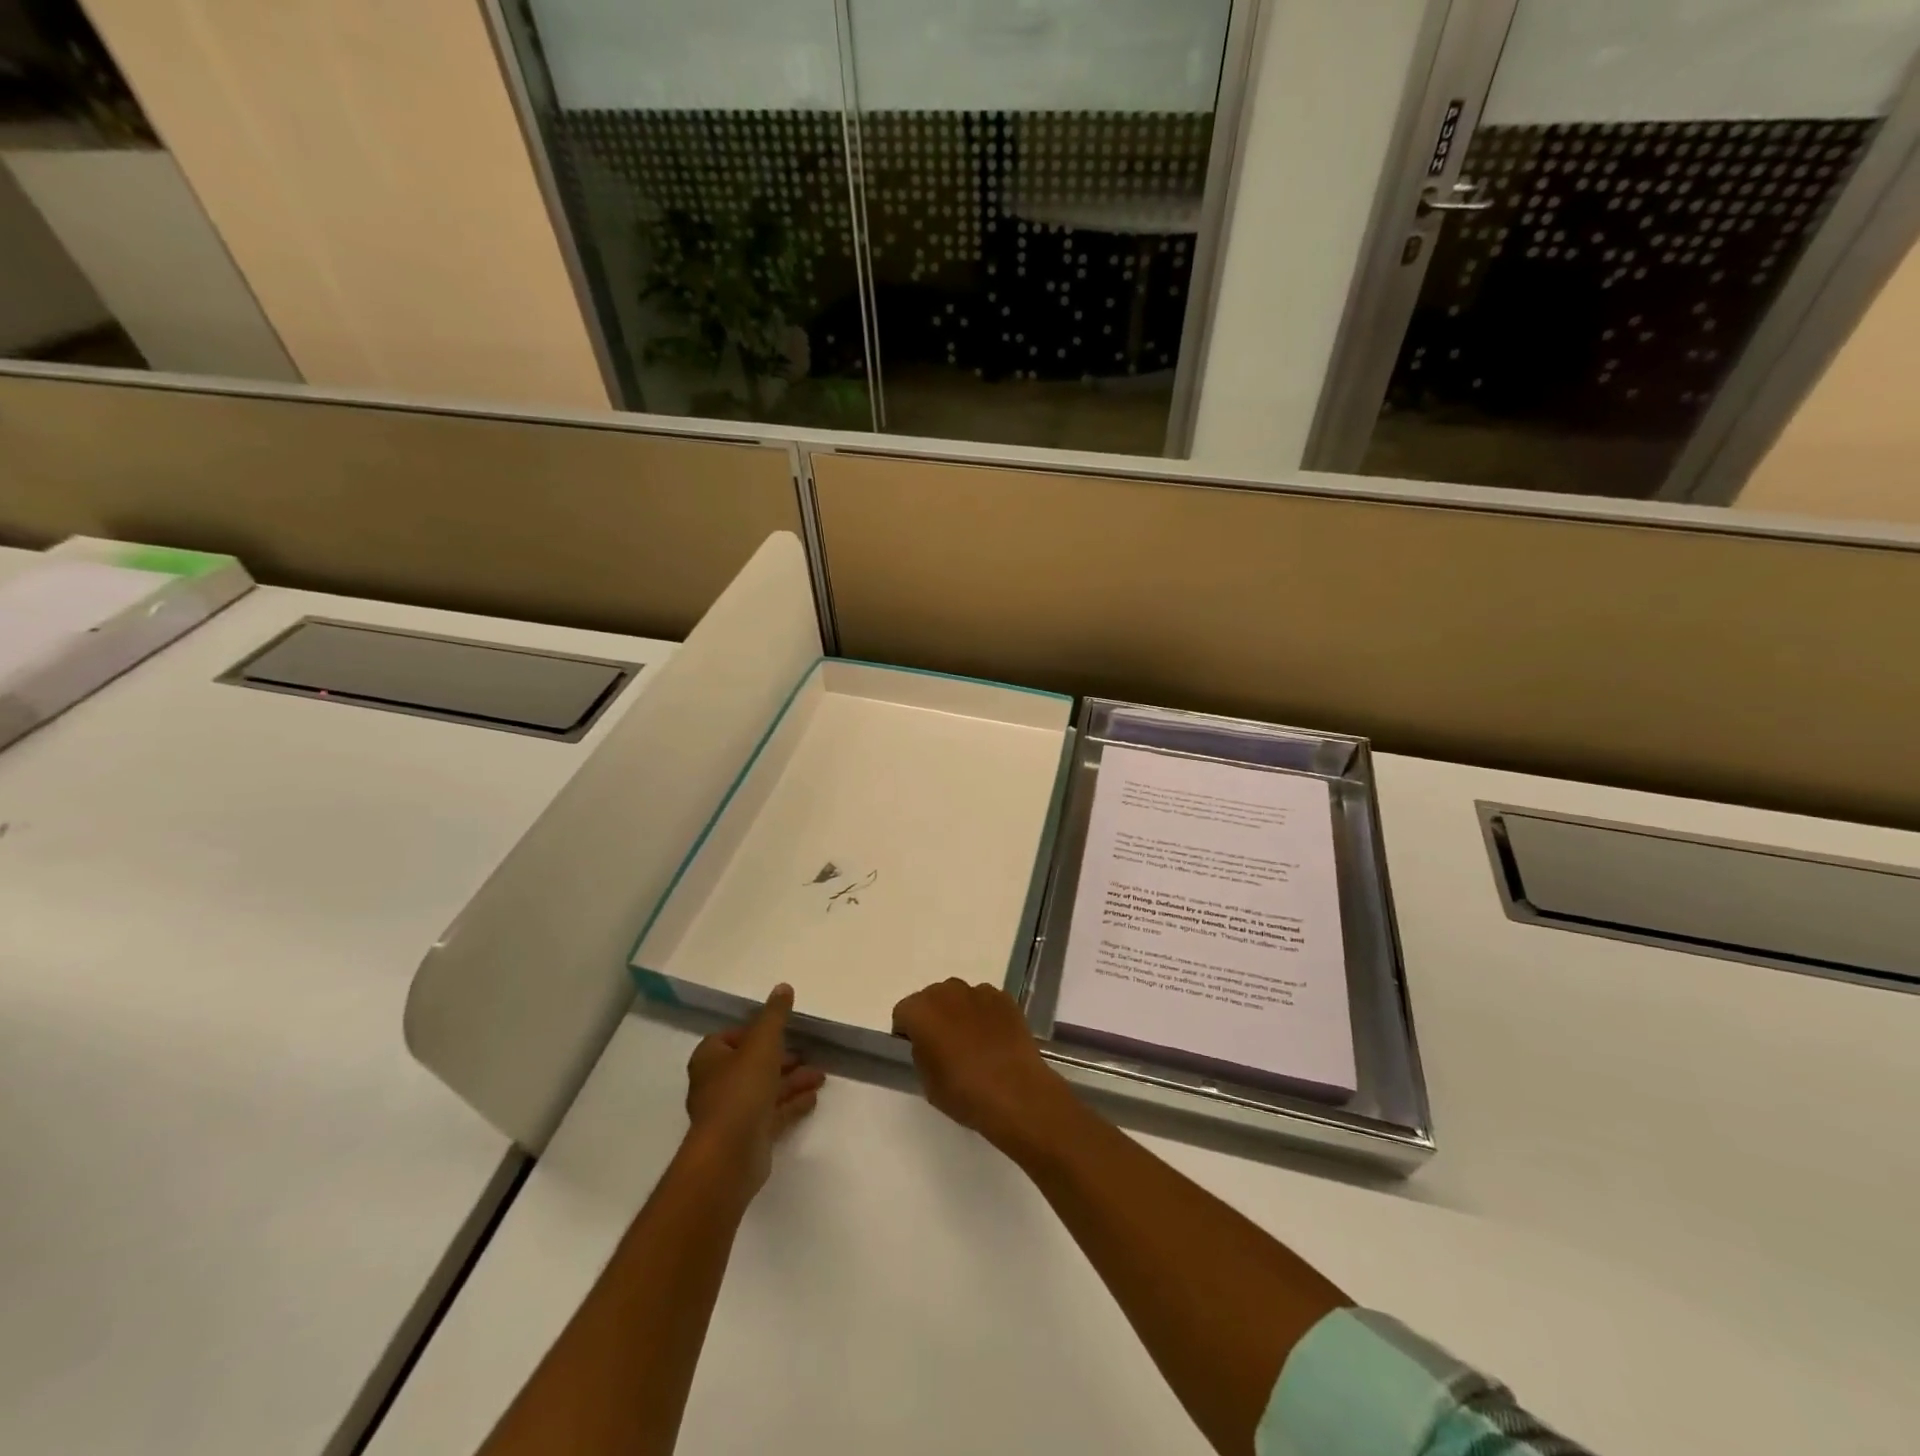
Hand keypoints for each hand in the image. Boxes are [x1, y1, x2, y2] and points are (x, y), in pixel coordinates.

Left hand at [684, 984, 823, 1197]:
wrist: (730, 1154)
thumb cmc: (741, 1089)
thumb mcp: (762, 1042)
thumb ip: (774, 1015)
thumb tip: (783, 987)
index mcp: (710, 1059)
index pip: (729, 1038)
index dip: (753, 1032)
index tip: (779, 1030)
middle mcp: (717, 1084)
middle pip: (750, 1064)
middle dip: (780, 1057)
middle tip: (806, 1052)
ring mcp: (732, 1113)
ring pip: (765, 1089)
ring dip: (792, 1080)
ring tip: (820, 1075)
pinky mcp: (748, 1136)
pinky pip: (773, 1113)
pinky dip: (792, 1103)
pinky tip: (814, 1097)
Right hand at [891, 979, 1077, 1159]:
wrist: (1015, 1092)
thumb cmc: (964, 1092)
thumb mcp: (927, 1081)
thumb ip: (921, 1052)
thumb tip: (929, 1043)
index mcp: (921, 1011)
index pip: (903, 1013)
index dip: (907, 1032)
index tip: (916, 1051)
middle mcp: (947, 992)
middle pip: (932, 999)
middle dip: (933, 1017)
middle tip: (944, 1046)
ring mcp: (978, 991)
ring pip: (959, 997)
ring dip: (960, 1013)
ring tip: (973, 1043)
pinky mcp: (1004, 998)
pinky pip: (985, 1002)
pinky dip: (984, 1015)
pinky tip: (994, 1040)